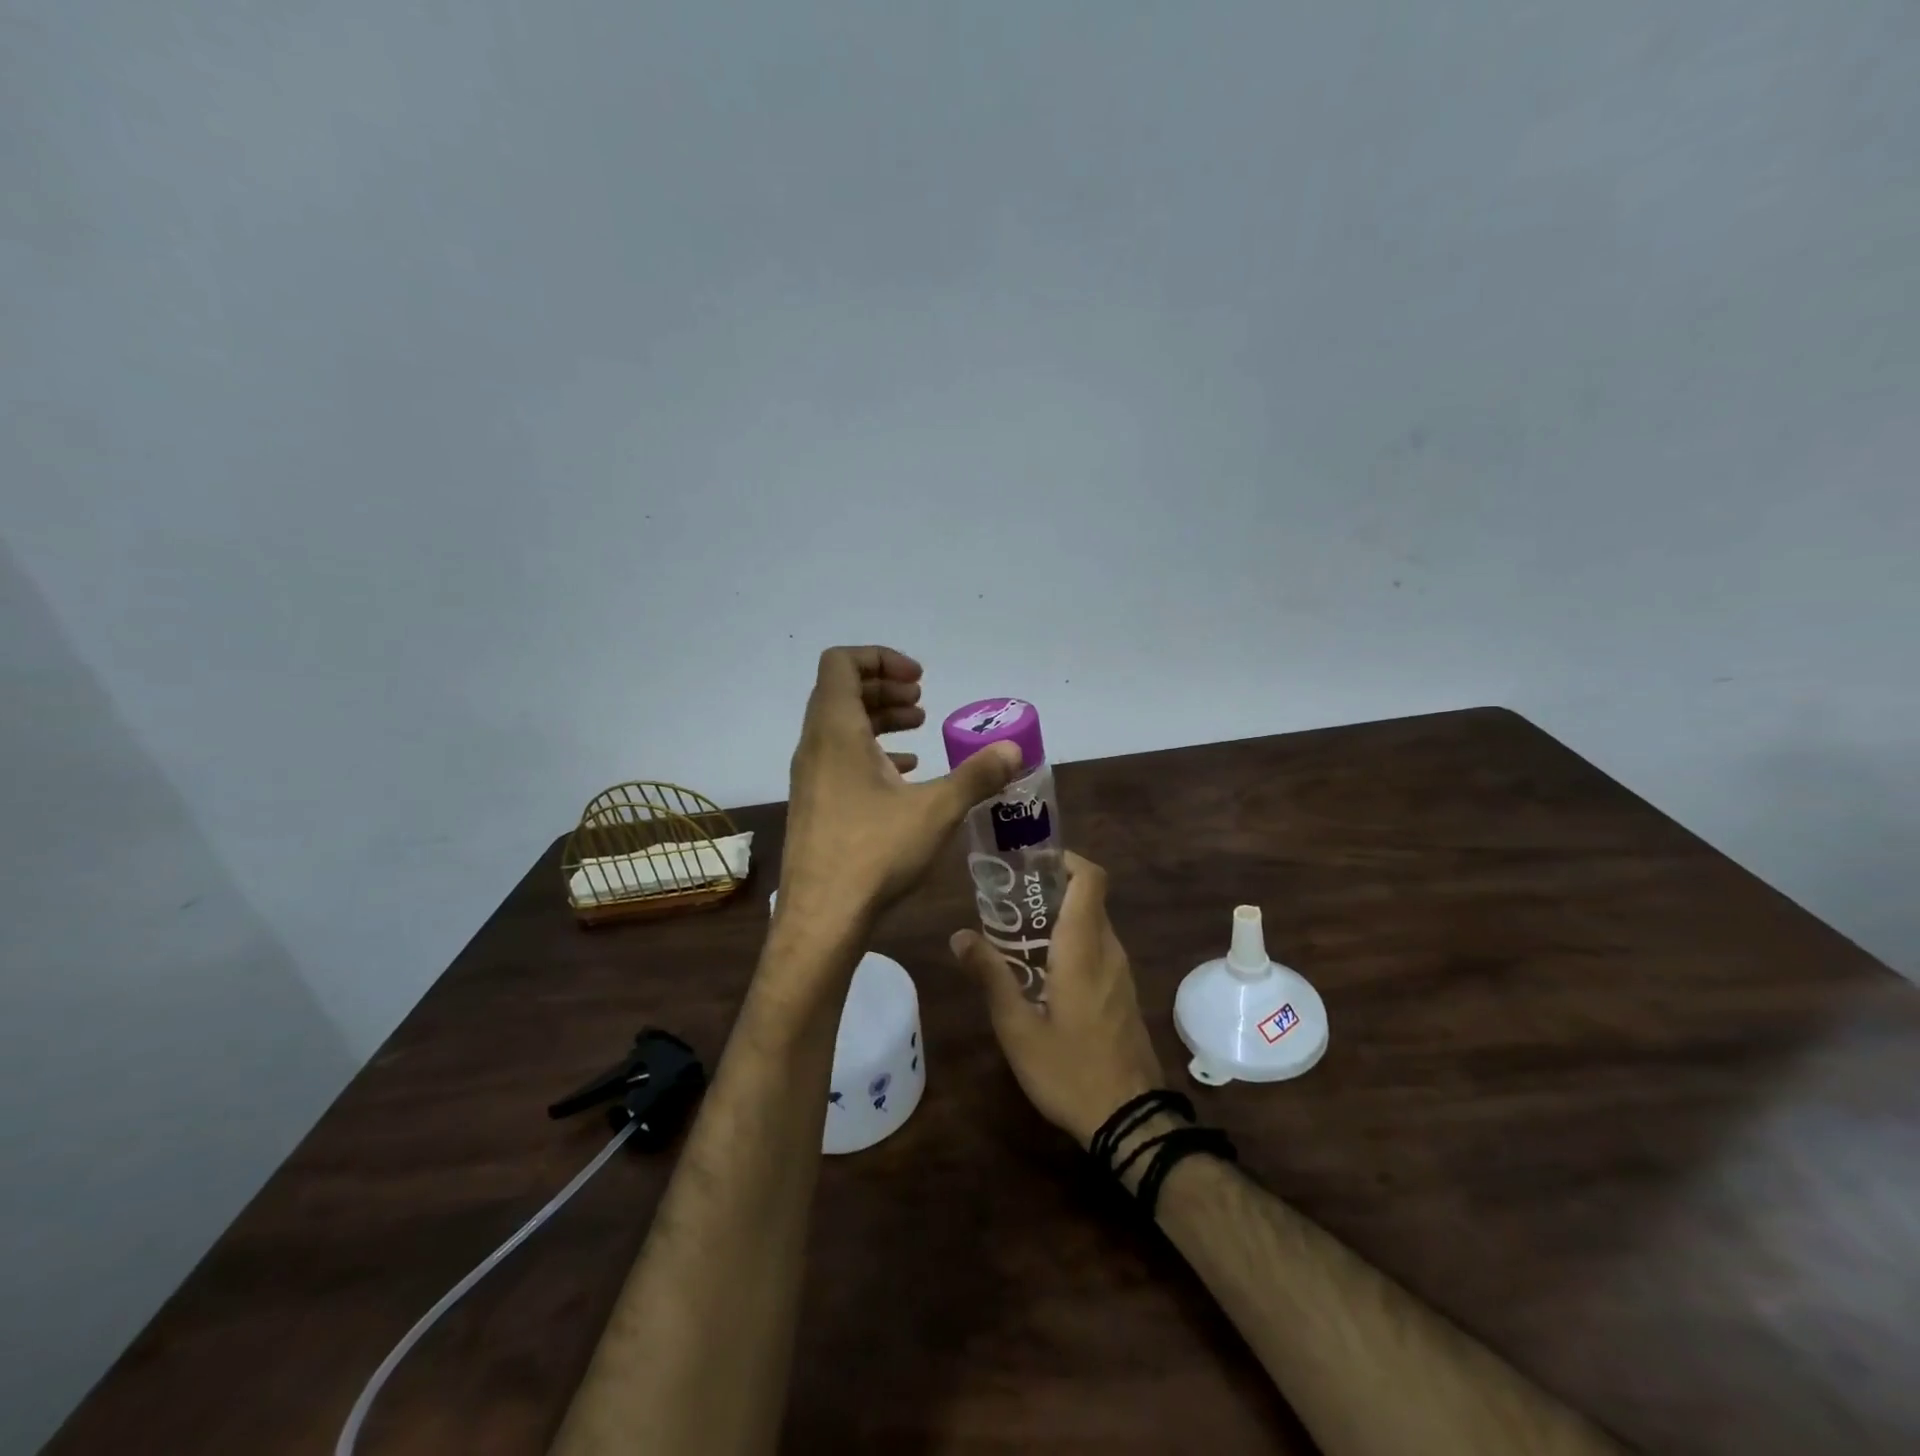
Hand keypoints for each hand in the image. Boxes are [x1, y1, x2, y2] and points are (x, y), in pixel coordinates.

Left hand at [778, 646, 1021, 929]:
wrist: (821, 918)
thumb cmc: (874, 853)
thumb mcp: (936, 810)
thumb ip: (977, 774)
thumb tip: (1014, 749)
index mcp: (836, 731)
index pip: (842, 663)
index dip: (881, 658)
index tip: (919, 679)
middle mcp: (815, 745)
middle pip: (842, 691)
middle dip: (885, 688)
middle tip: (923, 702)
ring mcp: (810, 777)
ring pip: (840, 727)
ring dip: (879, 720)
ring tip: (919, 732)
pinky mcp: (814, 804)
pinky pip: (839, 758)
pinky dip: (870, 753)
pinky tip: (903, 775)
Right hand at [951, 852, 1167, 1147]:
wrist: (1130, 1120)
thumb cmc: (1069, 1070)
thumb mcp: (1017, 1028)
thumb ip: (990, 976)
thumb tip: (959, 935)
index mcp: (1083, 948)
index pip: (1090, 879)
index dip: (1066, 859)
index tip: (1031, 861)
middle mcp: (1108, 950)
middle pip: (1088, 897)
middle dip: (1052, 887)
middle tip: (1008, 897)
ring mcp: (1120, 971)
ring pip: (1094, 922)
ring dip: (1061, 915)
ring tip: (1016, 929)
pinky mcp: (1123, 991)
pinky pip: (1098, 947)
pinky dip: (1072, 939)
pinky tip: (1041, 967)